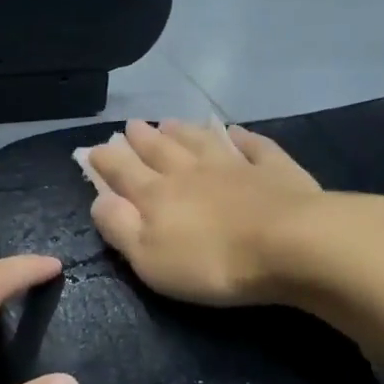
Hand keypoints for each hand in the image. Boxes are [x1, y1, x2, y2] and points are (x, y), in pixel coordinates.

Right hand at [86, 119, 335, 306]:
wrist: (290, 244)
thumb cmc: (212, 262)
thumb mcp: (149, 258)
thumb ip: (120, 227)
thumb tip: (98, 200)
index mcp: (158, 195)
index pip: (124, 172)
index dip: (107, 160)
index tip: (94, 148)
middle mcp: (192, 172)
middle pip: (161, 150)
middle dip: (142, 138)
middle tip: (131, 125)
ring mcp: (235, 166)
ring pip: (202, 141)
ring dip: (183, 131)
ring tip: (169, 121)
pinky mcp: (274, 170)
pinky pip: (254, 146)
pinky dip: (242, 137)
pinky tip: (235, 131)